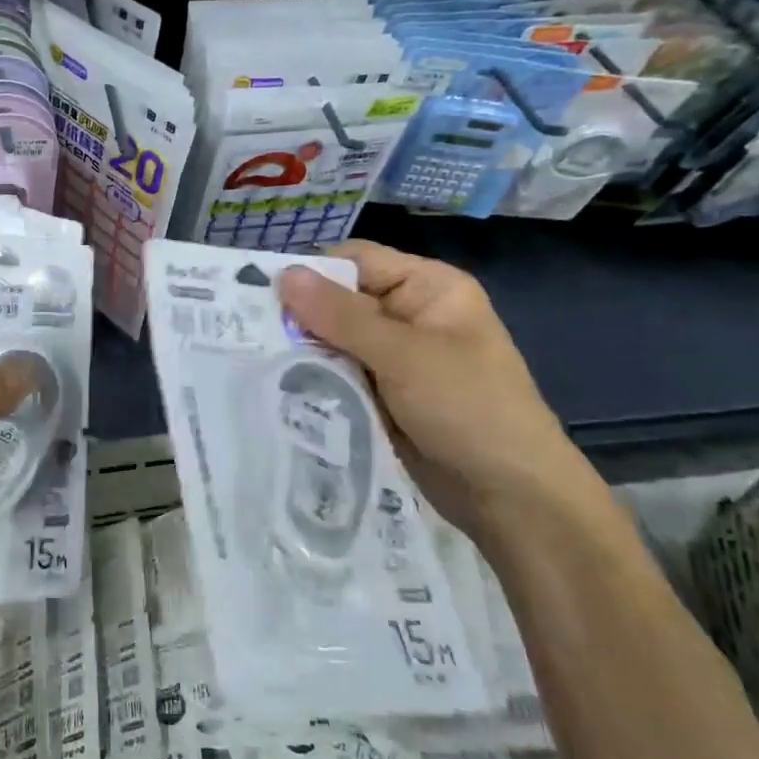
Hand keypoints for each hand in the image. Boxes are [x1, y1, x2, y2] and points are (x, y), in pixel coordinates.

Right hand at [277, 240, 601, 540]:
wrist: (512, 498)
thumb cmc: (468, 408)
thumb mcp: (404, 355)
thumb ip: (341, 315)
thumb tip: (283, 274)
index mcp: (428, 288)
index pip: (356, 260)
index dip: (310, 273)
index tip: (258, 293)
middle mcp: (409, 315)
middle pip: (340, 301)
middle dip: (299, 316)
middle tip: (245, 331)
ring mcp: (395, 358)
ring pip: (333, 341)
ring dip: (303, 352)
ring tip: (255, 361)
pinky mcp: (382, 394)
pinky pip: (339, 374)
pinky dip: (315, 379)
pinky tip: (280, 387)